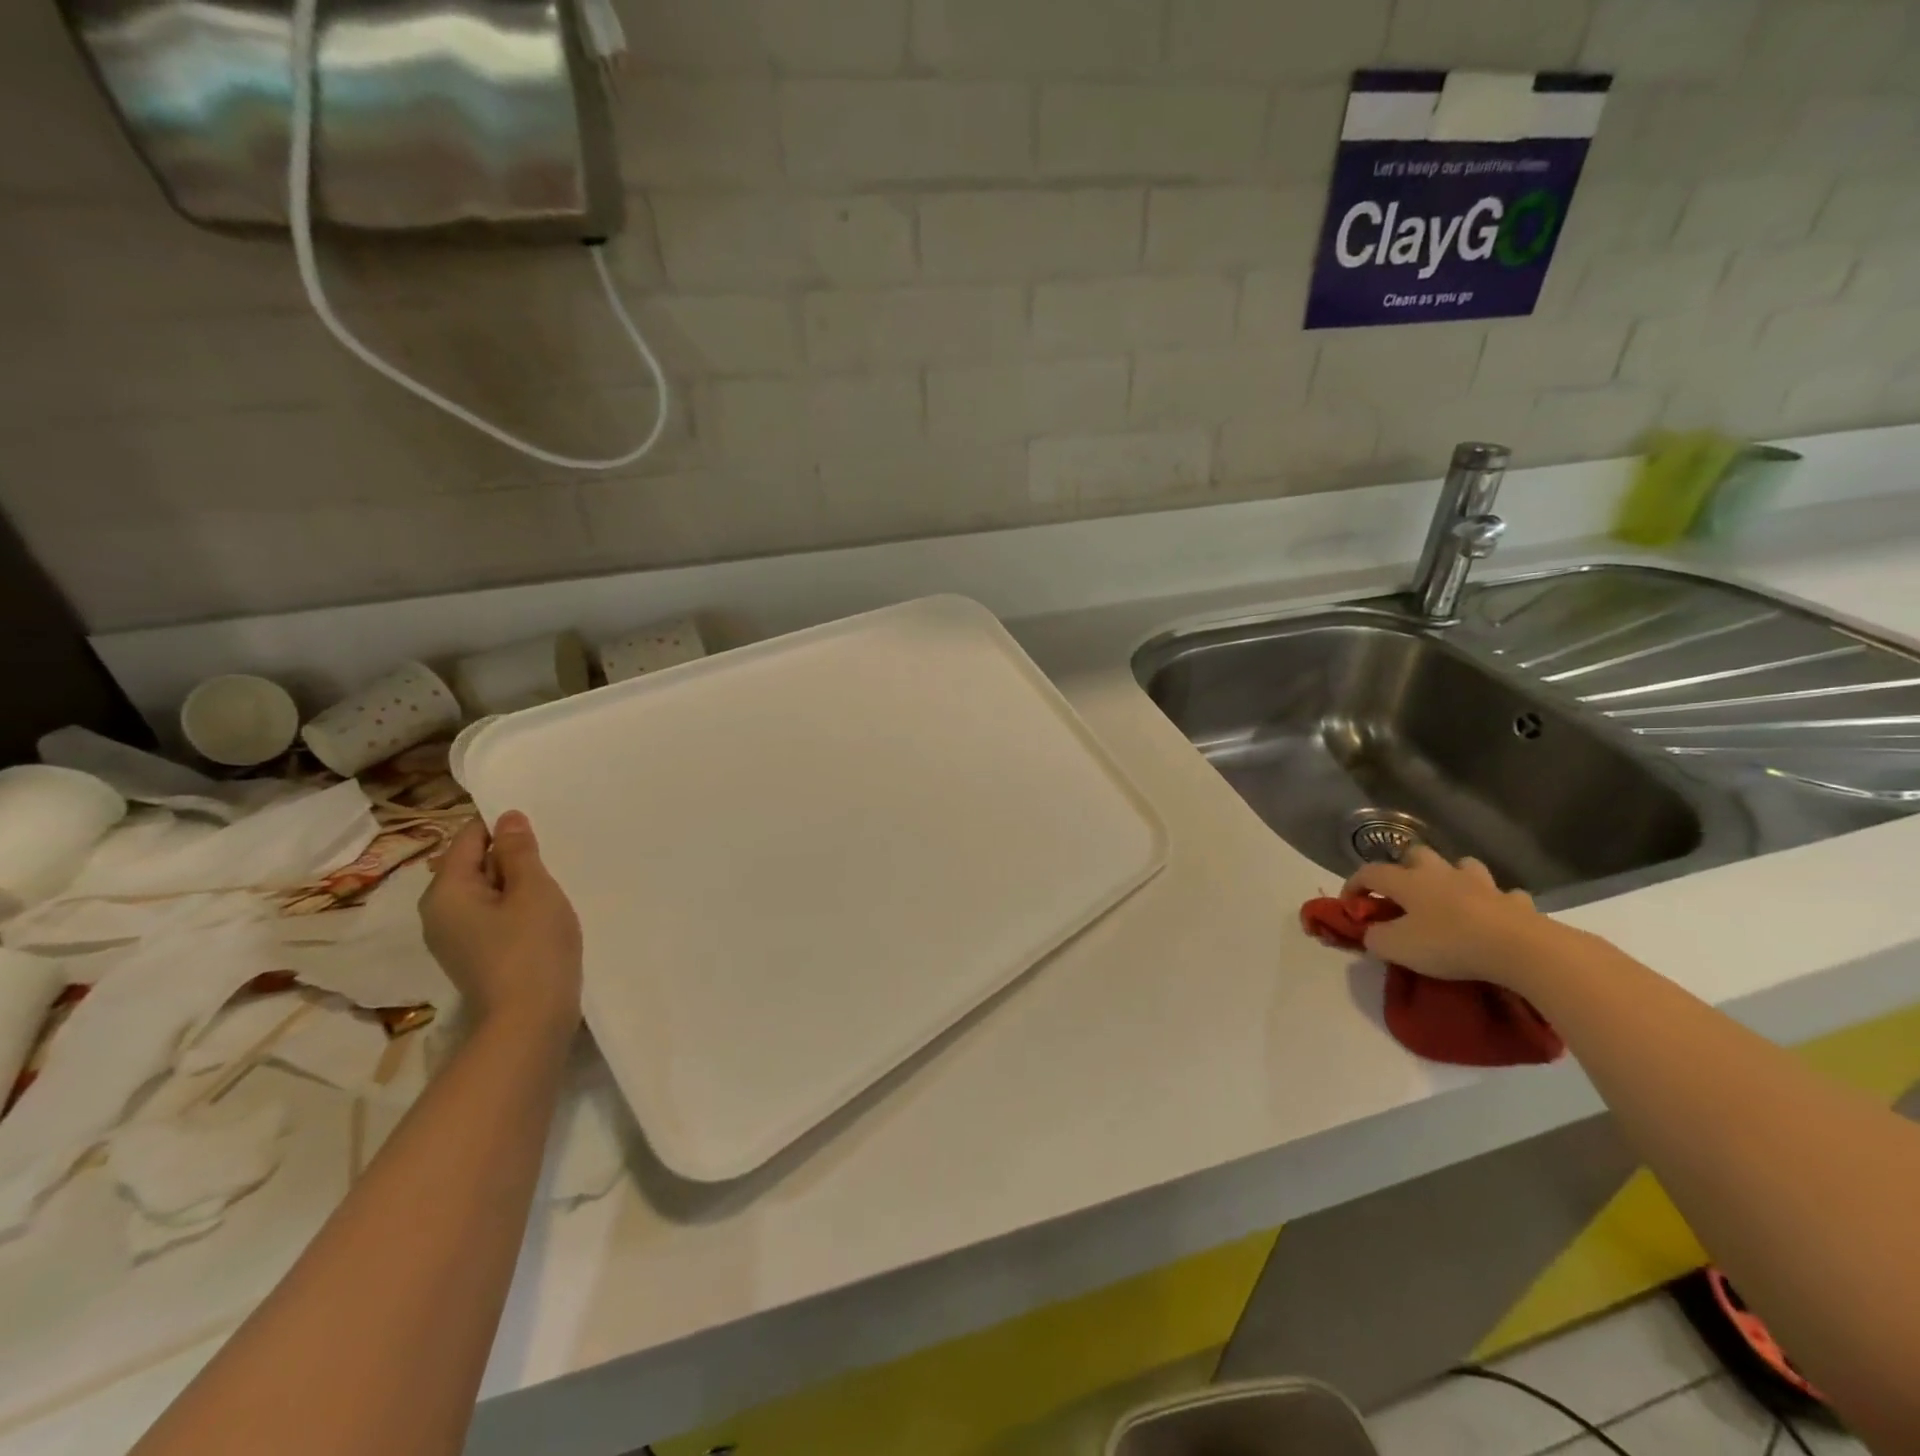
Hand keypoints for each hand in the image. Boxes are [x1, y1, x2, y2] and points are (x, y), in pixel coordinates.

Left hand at [420, 811, 582, 1032]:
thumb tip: (507, 819)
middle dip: (509, 855)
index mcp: (446, 891)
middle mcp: (439, 913)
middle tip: (552, 851)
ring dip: (515, 882)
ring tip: (553, 880)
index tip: (538, 822)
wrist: (530, 1020)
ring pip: (485, 892)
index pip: (468, 839)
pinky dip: (515, 906)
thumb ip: (519, 852)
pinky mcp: (475, 956)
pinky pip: (492, 915)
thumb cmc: (532, 947)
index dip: (501, 826)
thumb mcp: (533, 890)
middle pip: (473, 865)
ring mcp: (455, 938)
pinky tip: (544, 911)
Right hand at [1343, 847, 1565, 986]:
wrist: (1521, 949)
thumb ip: (1375, 937)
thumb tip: (1371, 932)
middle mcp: (1442, 874)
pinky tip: (1494, 917)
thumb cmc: (1449, 943)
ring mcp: (1482, 885)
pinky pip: (1505, 895)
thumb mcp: (1396, 947)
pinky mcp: (1516, 903)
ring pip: (1463, 866)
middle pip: (1417, 854)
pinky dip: (1496, 902)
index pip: (1370, 872)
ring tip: (1449, 898)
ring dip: (1453, 877)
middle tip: (1403, 893)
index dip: (1354, 885)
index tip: (1349, 905)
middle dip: (1406, 868)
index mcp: (1408, 881)